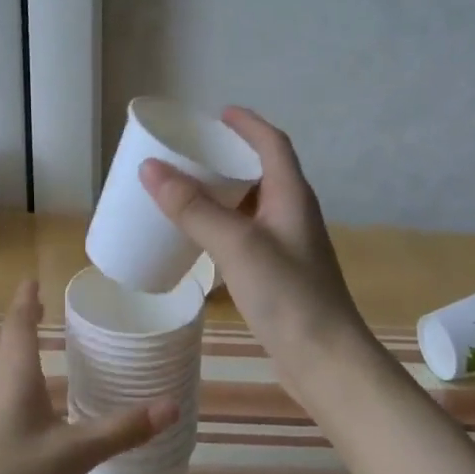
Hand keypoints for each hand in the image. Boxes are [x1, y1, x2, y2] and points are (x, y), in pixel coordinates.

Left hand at [0, 278, 177, 473]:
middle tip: (39, 306)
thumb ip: (122, 430)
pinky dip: (16, 383)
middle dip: (18, 321)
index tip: (34, 278)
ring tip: (38, 345)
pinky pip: (1, 396)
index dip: (26, 300)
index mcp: (14, 375)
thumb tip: (172, 405)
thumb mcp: (74, 453)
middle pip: (2, 342)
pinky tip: (33, 405)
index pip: (18, 323)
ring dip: (14, 350)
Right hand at [140, 107, 372, 390]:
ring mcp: (288, 246)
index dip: (248, 123)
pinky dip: (223, 226)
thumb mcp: (236, 245)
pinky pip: (247, 235)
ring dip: (224, 193)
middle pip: (262, 171)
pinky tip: (200, 239)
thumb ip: (193, 208)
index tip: (218, 113)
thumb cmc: (287, 295)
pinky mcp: (278, 273)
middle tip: (192, 153)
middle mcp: (293, 214)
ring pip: (253, 206)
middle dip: (230, 157)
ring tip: (188, 190)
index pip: (273, 143)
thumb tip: (150, 168)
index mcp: (291, 195)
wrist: (324, 360)